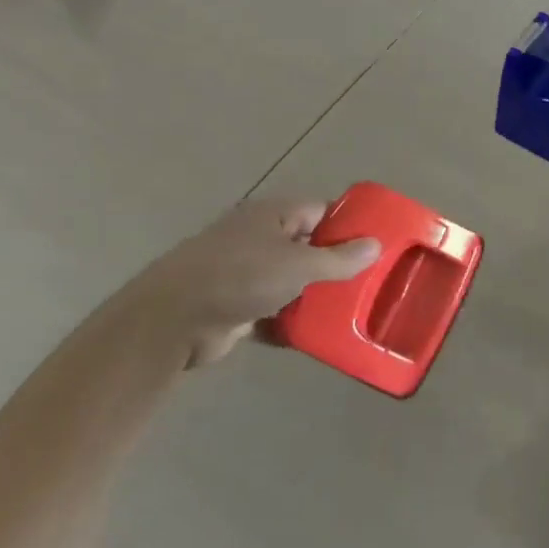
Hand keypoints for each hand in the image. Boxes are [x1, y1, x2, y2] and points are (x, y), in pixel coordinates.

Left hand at [101, 196, 379, 367]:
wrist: (171, 321)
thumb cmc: (239, 277)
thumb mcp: (298, 265)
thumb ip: (339, 258)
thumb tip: (376, 245)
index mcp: (272, 216)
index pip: (320, 211)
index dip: (348, 225)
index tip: (377, 245)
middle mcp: (258, 239)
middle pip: (307, 247)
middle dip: (336, 265)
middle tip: (371, 283)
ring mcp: (244, 273)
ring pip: (291, 281)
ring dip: (315, 296)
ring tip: (353, 311)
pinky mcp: (235, 307)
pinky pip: (273, 311)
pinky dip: (291, 321)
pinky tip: (317, 336)